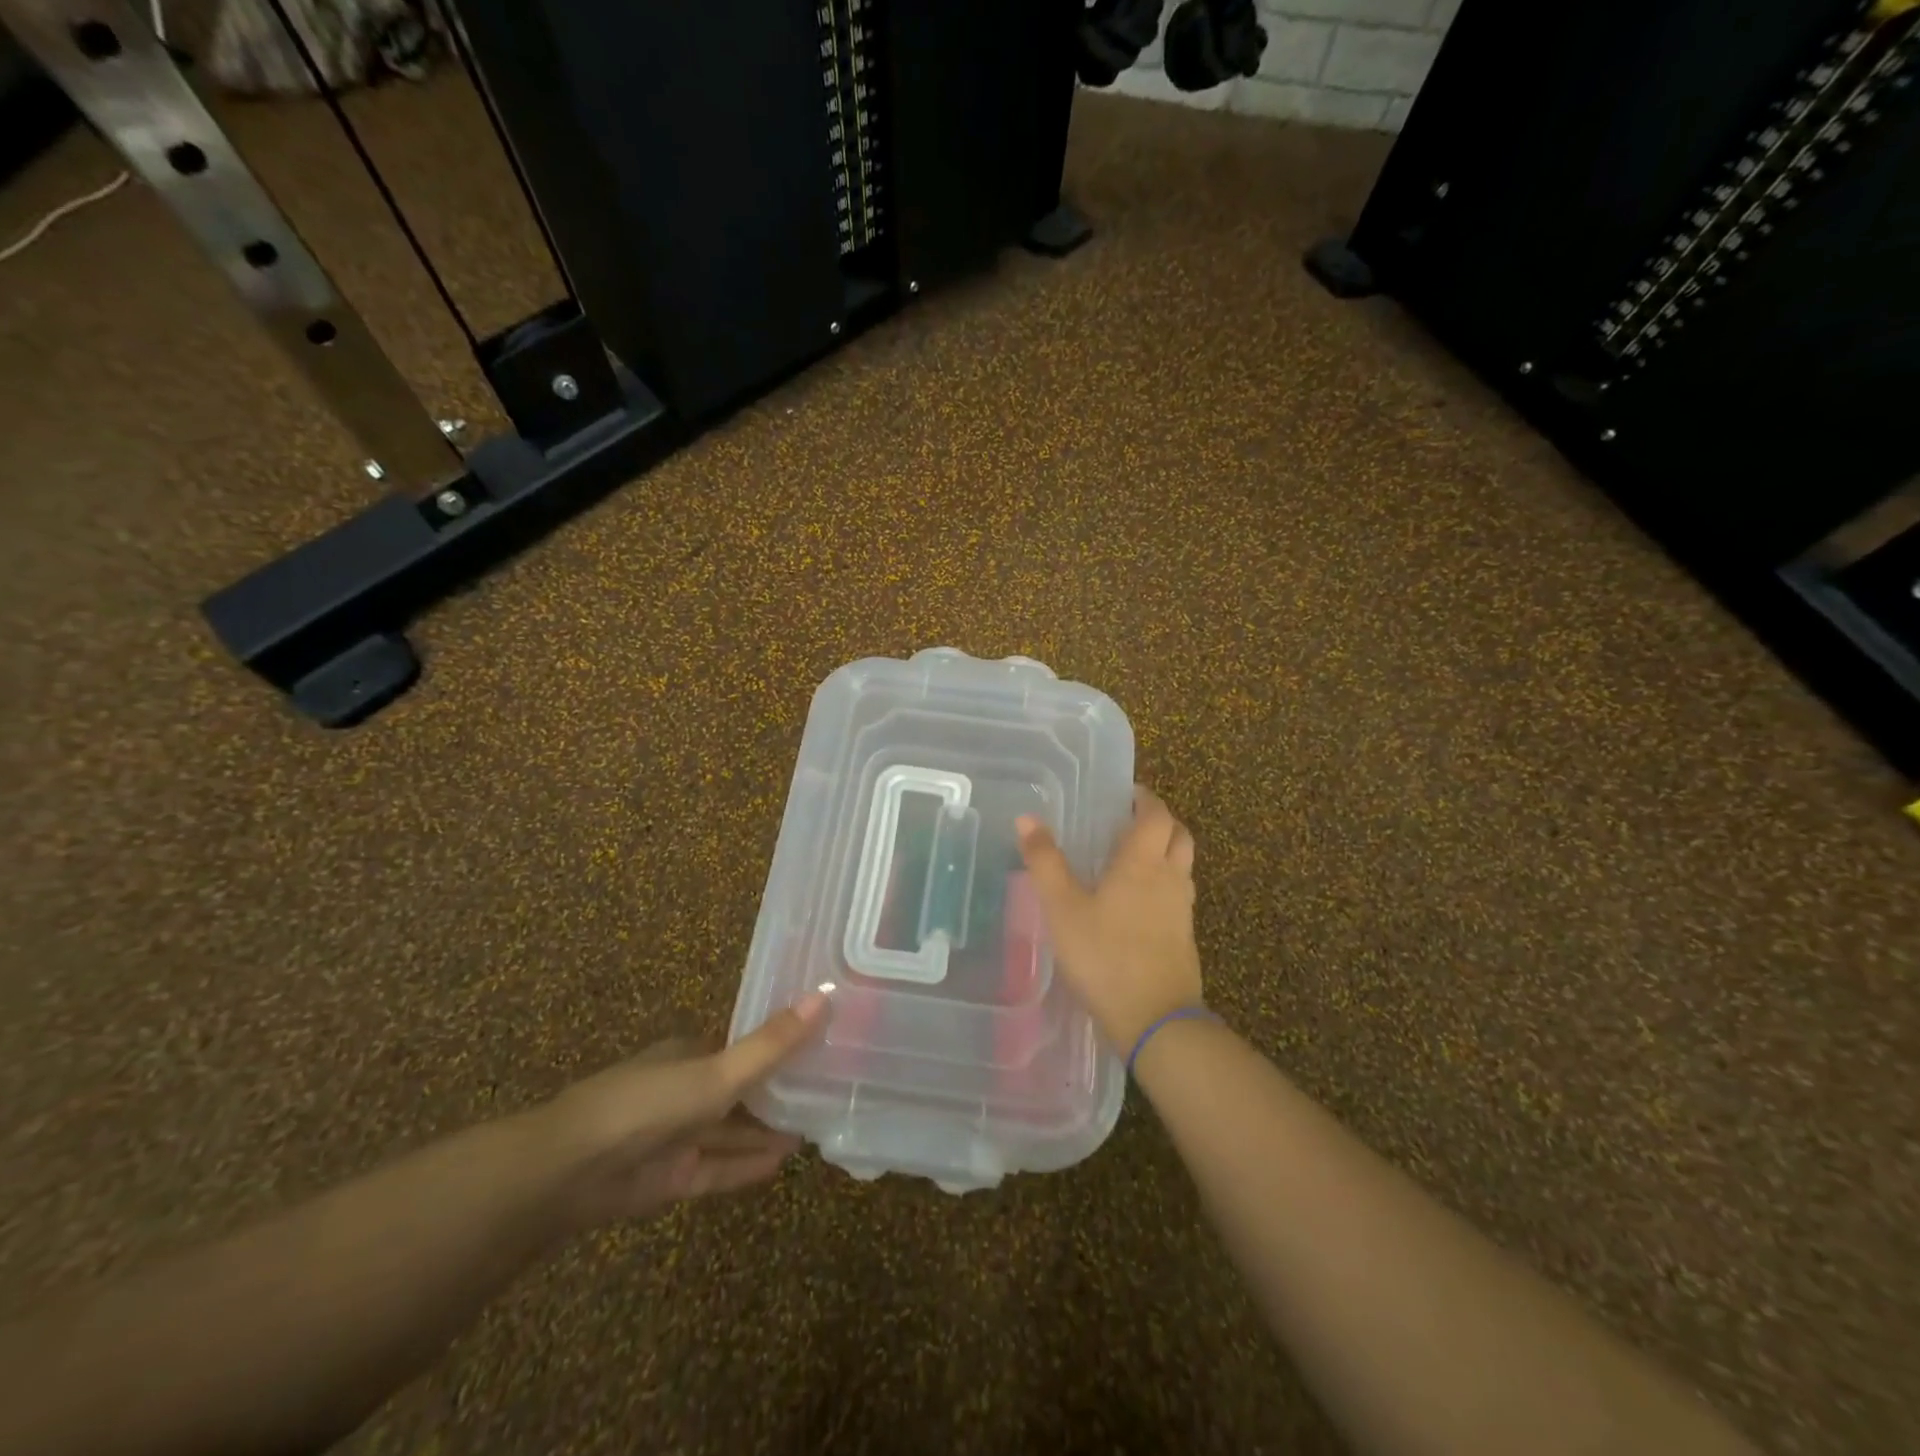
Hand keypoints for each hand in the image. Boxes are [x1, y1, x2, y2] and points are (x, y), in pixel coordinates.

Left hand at [536, 992, 829, 1229]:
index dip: (781, 1046)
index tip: (822, 1046)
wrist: (569, 1170)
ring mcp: (676, 1136)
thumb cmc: (648, 1103)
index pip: (743, 1047)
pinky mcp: (669, 1178)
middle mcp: (685, 1090)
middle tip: (829, 1092)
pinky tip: (782, 1164)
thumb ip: (771, 1045)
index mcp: (691, 1054)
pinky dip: (746, 1166)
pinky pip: (717, 1169)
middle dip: (778, 1092)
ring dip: (766, 1131)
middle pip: (740, 1090)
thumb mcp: (717, 1071)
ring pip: (730, 1131)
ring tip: (814, 1129)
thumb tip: (825, 995)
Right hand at [1016, 785, 1202, 1052]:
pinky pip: (1179, 894)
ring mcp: (1182, 909)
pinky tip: (1140, 902)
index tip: (1128, 795)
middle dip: (1160, 821)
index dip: (1146, 799)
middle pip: (1179, 835)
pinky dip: (1165, 882)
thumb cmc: (1104, 955)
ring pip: (1183, 865)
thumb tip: (1027, 818)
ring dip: (1166, 851)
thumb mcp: (1063, 908)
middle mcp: (1170, 878)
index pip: (1157, 815)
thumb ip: (1045, 862)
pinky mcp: (1185, 937)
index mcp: (1143, 862)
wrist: (1155, 1019)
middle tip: (1132, 821)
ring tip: (1133, 857)